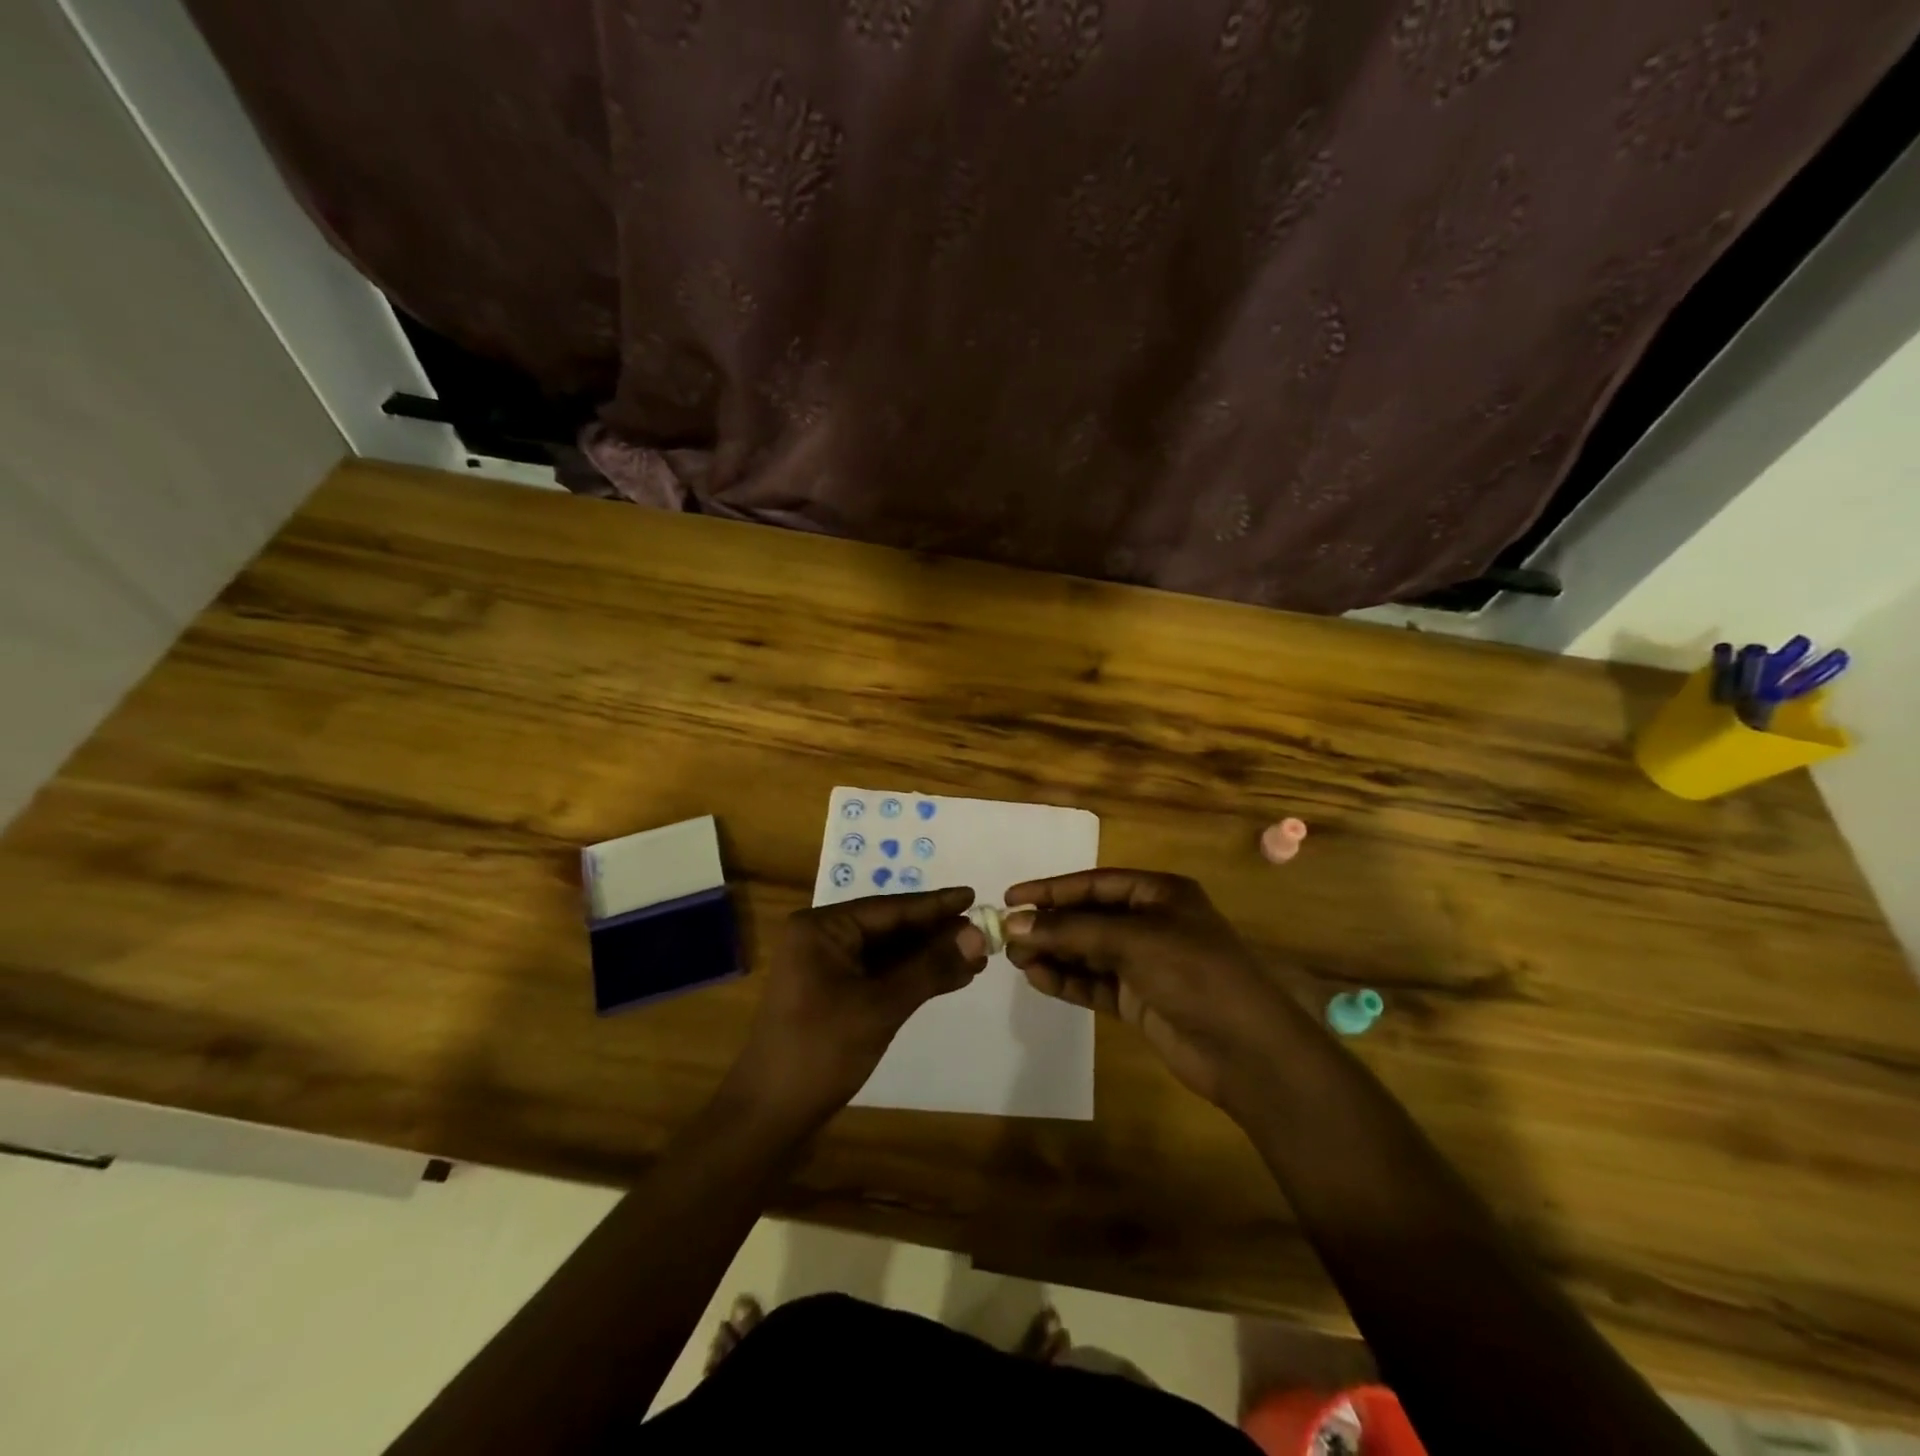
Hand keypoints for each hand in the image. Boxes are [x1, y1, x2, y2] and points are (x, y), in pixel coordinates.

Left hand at [726, 887, 988, 1127]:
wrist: (769, 1117)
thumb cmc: (820, 1051)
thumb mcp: (880, 1006)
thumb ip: (930, 968)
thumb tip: (978, 937)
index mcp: (821, 928)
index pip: (889, 908)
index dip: (934, 905)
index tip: (973, 895)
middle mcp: (822, 939)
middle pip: (890, 928)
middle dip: (936, 933)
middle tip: (984, 931)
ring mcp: (827, 968)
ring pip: (888, 953)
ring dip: (929, 957)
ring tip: (976, 957)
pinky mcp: (835, 995)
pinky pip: (880, 975)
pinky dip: (913, 978)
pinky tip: (948, 978)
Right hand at [1003, 869, 1308, 1115]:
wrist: (1247, 1050)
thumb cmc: (1194, 974)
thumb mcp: (1133, 940)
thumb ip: (1072, 931)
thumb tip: (1015, 923)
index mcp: (1159, 894)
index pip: (1095, 884)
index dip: (1052, 889)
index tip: (1011, 897)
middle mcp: (1151, 923)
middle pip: (1089, 917)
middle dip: (1050, 925)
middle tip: (1008, 936)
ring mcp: (1145, 964)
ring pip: (1088, 952)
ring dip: (1054, 953)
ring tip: (1017, 960)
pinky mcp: (1139, 1000)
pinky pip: (1094, 983)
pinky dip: (1068, 981)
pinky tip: (1039, 979)